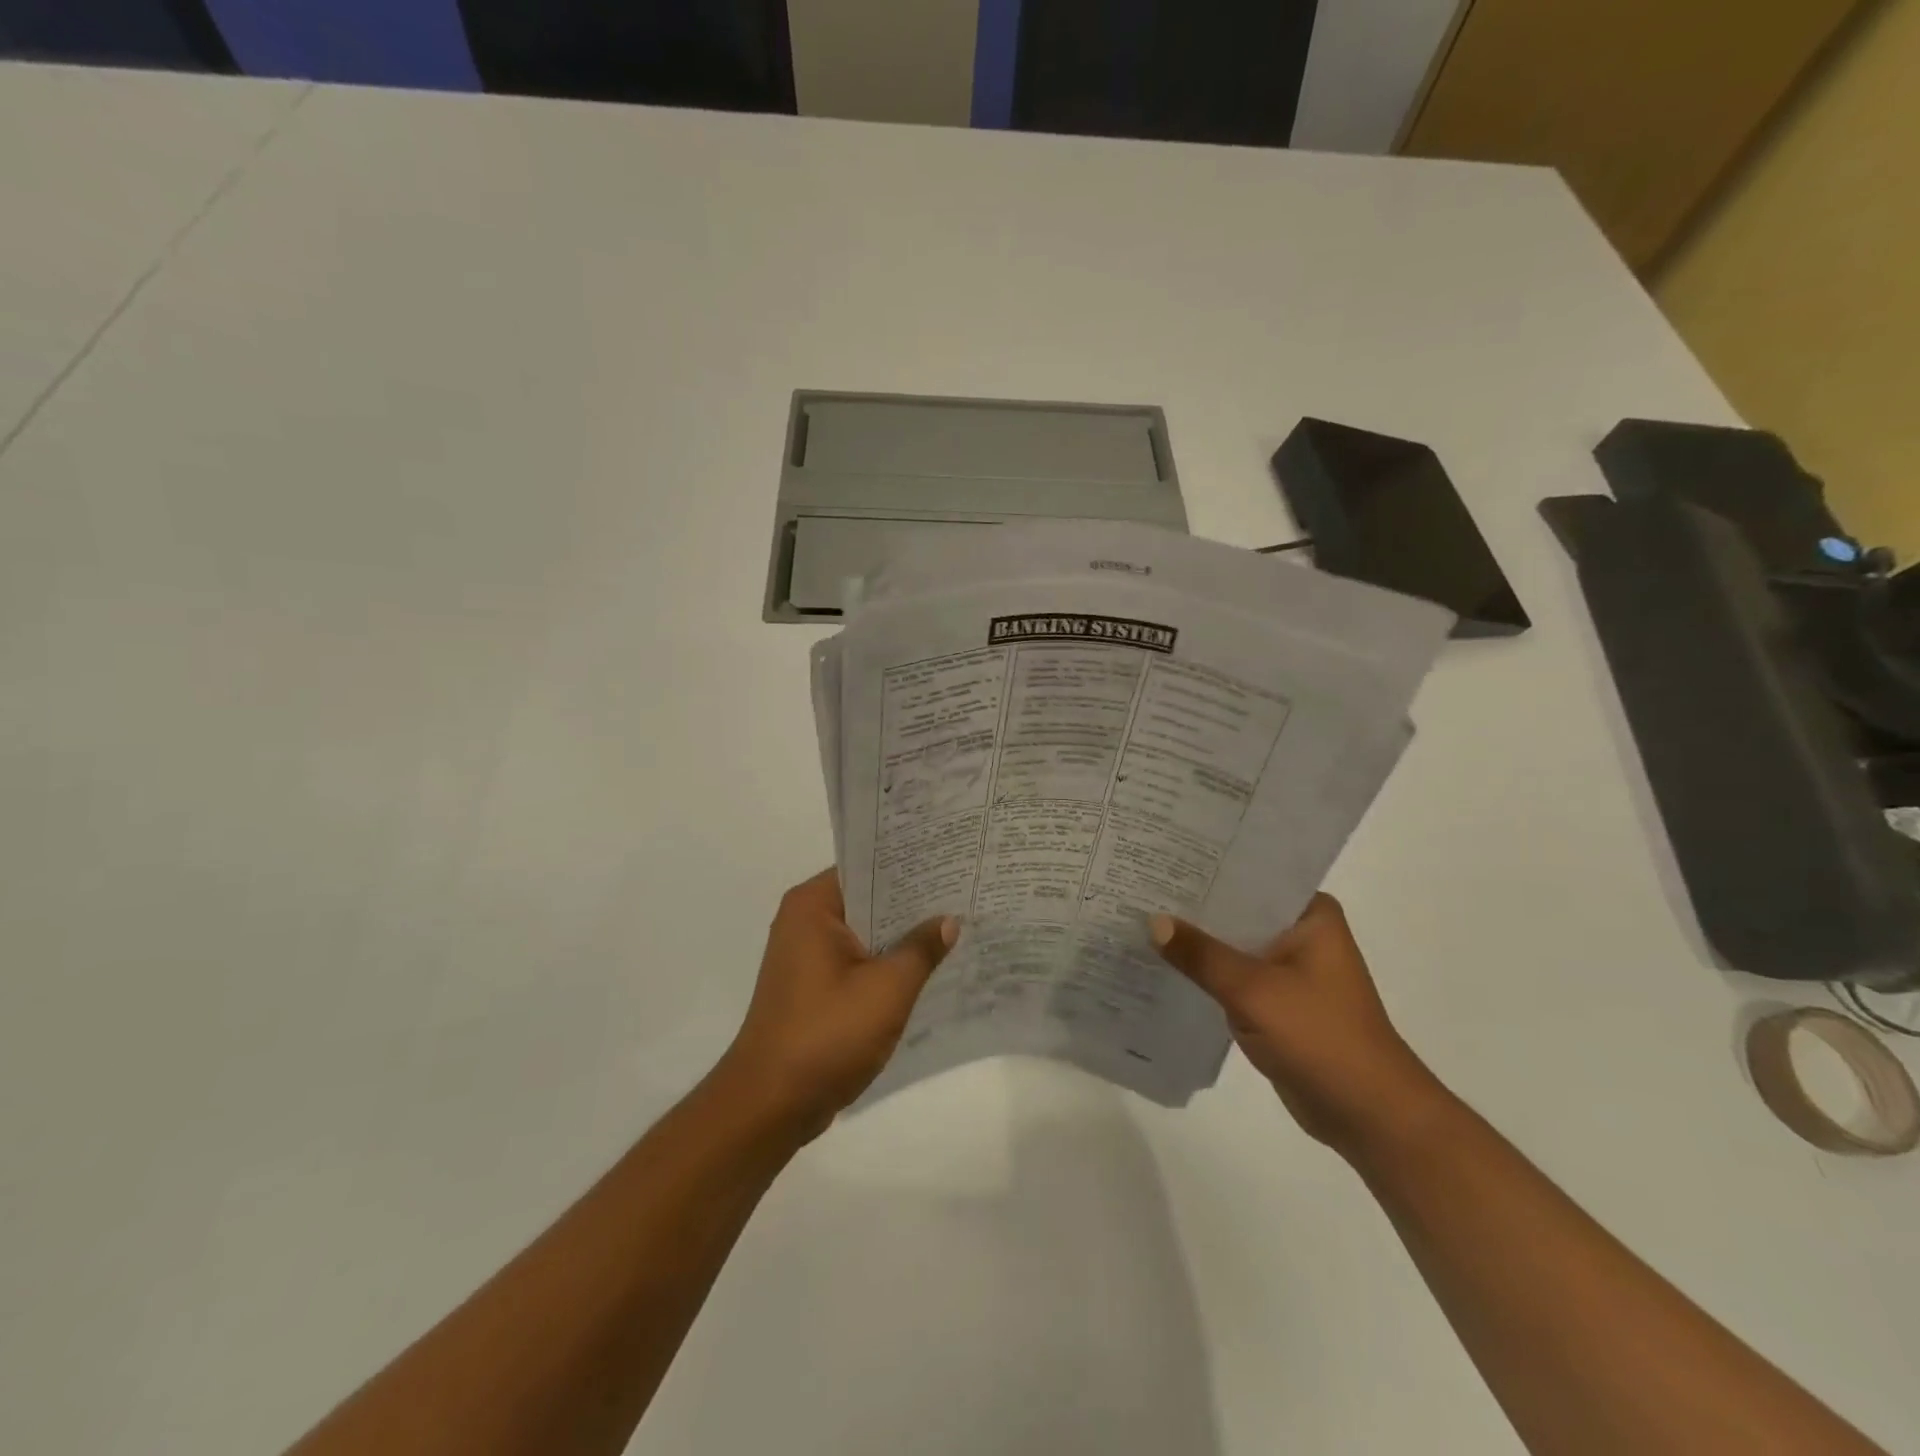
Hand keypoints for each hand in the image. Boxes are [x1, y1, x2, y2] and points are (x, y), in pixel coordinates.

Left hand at [718, 869, 955, 1140]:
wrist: (771, 1105)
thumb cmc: (827, 1035)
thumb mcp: (887, 988)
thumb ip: (921, 948)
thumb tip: (948, 921)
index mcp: (813, 905)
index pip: (868, 867)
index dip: (911, 865)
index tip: (951, 861)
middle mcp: (805, 921)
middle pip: (868, 899)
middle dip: (913, 902)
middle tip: (964, 892)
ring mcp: (807, 957)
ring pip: (866, 933)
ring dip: (902, 936)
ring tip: (957, 925)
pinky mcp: (814, 988)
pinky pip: (858, 962)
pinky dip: (887, 963)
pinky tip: (929, 969)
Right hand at [1151, 895, 1440, 1151]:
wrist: (1368, 1115)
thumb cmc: (1321, 1037)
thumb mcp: (1253, 990)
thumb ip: (1201, 954)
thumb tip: (1152, 921)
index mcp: (1310, 914)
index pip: (1249, 876)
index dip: (1204, 869)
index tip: (1160, 858)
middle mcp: (1300, 933)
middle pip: (1236, 910)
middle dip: (1193, 906)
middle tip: (1139, 886)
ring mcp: (1288, 969)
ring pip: (1231, 945)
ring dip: (1196, 942)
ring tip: (1139, 918)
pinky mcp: (1276, 1002)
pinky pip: (1232, 976)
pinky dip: (1205, 973)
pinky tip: (1162, 963)